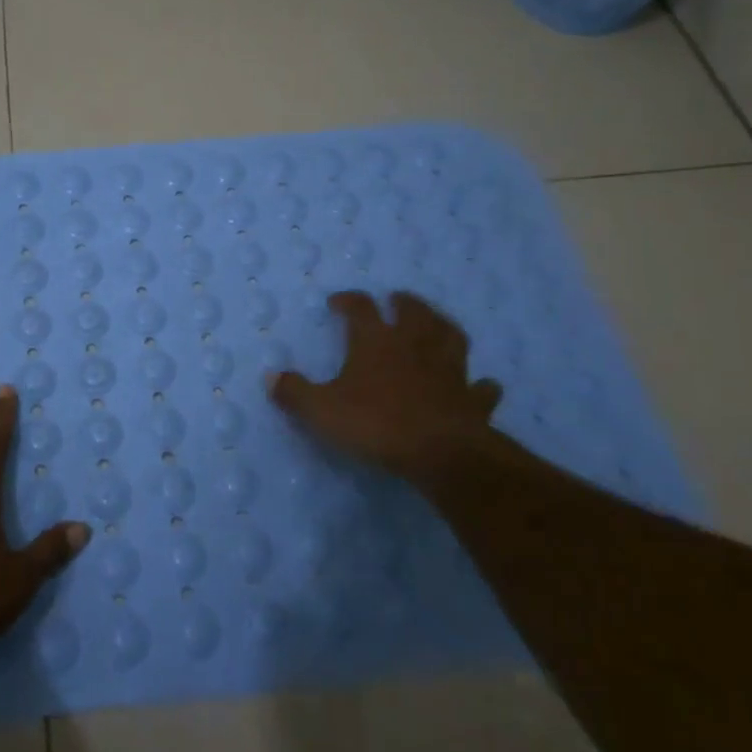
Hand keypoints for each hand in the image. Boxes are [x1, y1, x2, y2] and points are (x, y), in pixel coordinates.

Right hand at [269, 291, 504, 487]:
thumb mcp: (321, 410)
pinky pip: (481, 388)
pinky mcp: (472, 400)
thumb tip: (270, 378)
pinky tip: (481, 384)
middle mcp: (414, 346)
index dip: (349, 300)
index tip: (338, 301)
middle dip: (404, 302)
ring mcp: (449, 370)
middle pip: (414, 312)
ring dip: (443, 327)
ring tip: (437, 324)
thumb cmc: (376, 423)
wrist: (440, 452)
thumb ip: (294, 393)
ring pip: (451, 337)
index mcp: (376, 342)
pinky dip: (480, 384)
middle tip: (397, 298)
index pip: (361, 308)